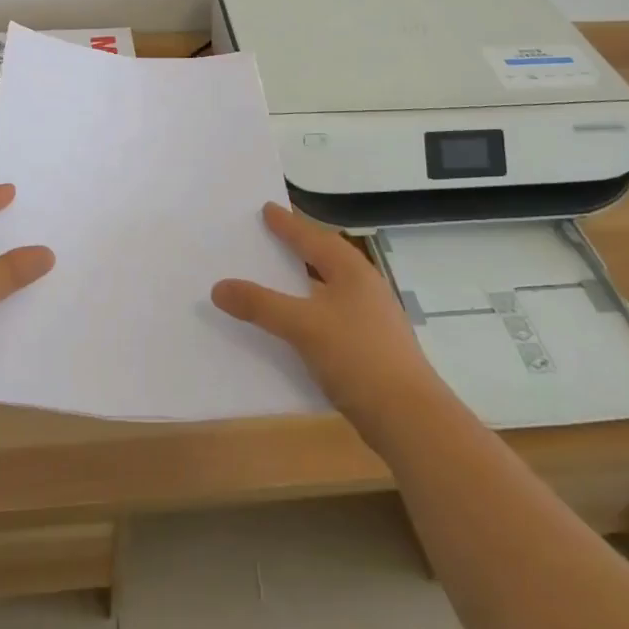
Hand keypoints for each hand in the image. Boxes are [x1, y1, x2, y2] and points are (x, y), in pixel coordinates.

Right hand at [213, 203, 444, 436]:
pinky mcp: (371, 349)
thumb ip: (261, 305)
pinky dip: (310, 312)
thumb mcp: (303, 326)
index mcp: (352, 271)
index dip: (288, 224)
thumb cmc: (358, 357)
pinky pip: (331, 317)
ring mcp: (371, 320)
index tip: (266, 208)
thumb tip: (218, 287)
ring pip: (329, 289)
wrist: (411, 420)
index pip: (313, 237)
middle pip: (325, 258)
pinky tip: (295, 326)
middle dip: (299, 247)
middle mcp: (364, 288)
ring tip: (277, 277)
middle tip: (271, 236)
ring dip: (304, 282)